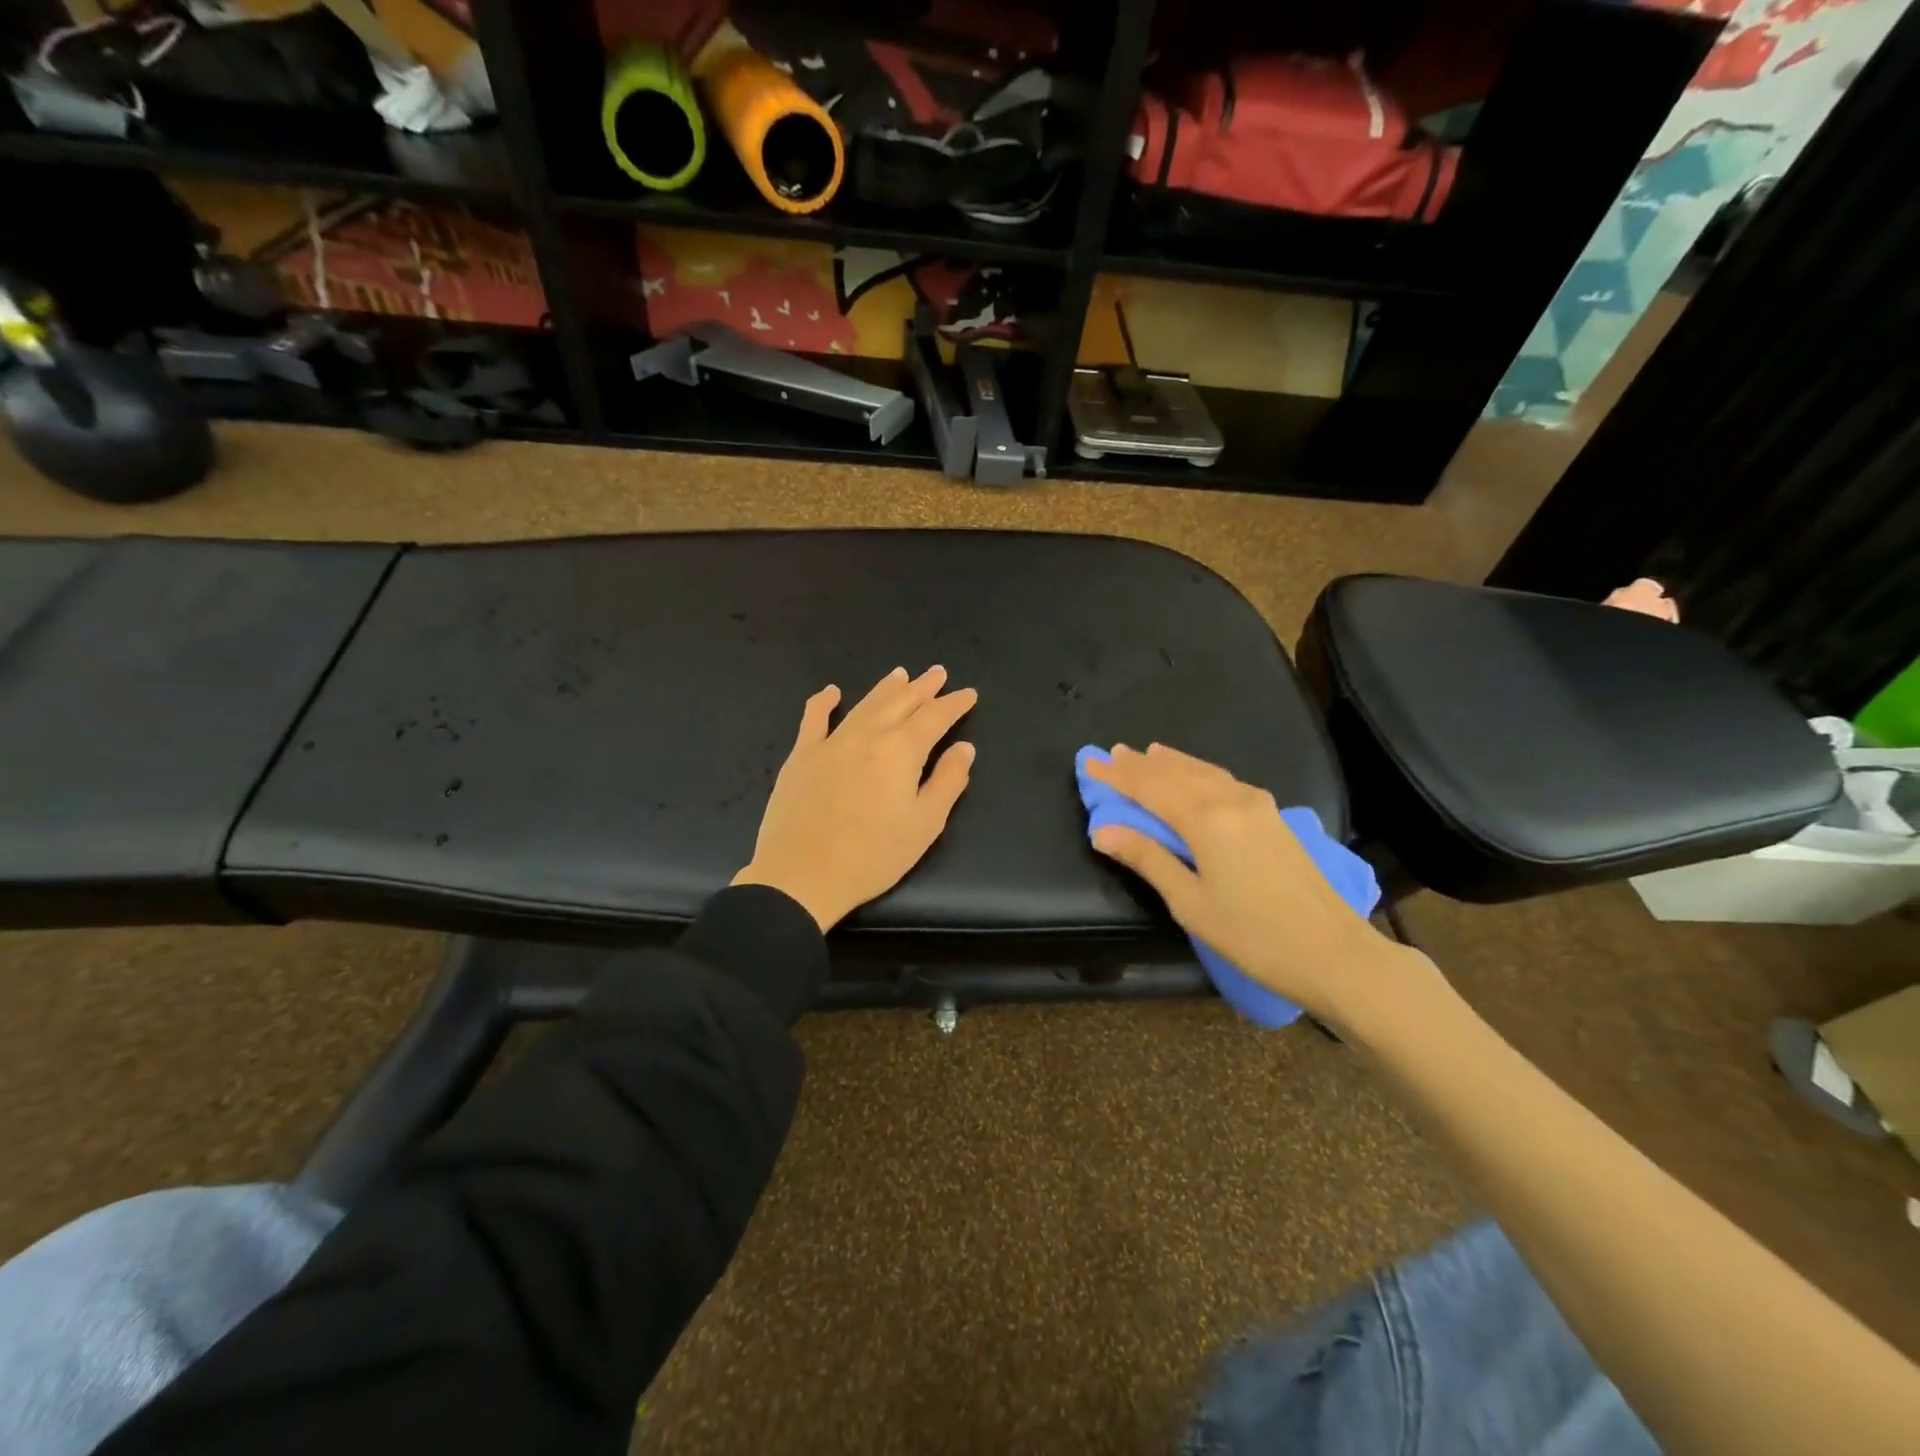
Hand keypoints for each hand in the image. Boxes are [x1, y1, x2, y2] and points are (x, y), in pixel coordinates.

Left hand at [733, 666, 977, 931]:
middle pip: (901, 702)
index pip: (935, 717)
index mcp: (902, 750)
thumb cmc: (873, 855)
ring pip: (865, 704)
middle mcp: (868, 735)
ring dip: (886, 688)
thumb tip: (964, 747)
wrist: (802, 875)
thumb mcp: (925, 824)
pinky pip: (814, 719)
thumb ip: (948, 781)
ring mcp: (831, 742)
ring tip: (901, 674)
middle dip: (923, 687)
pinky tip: (832, 692)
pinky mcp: (802, 756)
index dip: (954, 704)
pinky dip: (824, 702)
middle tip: (938, 673)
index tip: (968, 693)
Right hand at [1083, 743, 1426, 1021]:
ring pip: (1204, 772)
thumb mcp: (1190, 902)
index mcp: (1206, 819)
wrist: (1335, 953)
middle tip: (1112, 754)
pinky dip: (1199, 772)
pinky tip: (1195, 776)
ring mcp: (1258, 806)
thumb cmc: (1253, 935)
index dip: (1117, 776)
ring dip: (1172, 763)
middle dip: (1141, 765)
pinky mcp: (1273, 818)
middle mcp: (1232, 800)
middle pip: (1177, 773)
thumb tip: (1103, 830)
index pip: (1150, 788)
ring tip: (1147, 754)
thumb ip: (1147, 859)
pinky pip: (1224, 781)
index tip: (1089, 762)